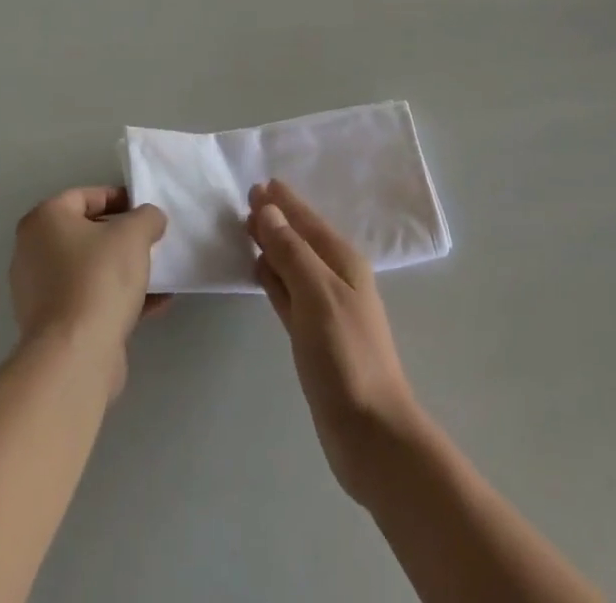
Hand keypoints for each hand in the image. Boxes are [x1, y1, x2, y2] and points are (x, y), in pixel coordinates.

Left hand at [9, 187, 167, 396]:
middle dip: (122, 238)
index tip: (146, 212)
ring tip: (158, 274)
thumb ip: (147, 216)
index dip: (120, 199)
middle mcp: (33, 252)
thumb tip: (150, 220)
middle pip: (87, 234)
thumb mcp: (134, 232)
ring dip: (124, 271)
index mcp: (44, 221)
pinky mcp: (53, 326)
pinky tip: (155, 304)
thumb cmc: (99, 278)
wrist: (75, 356)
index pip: (85, 196)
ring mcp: (39, 293)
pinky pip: (90, 300)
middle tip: (151, 242)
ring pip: (90, 270)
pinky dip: (118, 299)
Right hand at [246, 179, 424, 500]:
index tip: (258, 183)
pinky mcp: (313, 335)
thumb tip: (267, 210)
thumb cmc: (345, 355)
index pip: (307, 220)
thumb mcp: (317, 293)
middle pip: (299, 238)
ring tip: (248, 229)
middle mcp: (335, 277)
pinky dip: (273, 278)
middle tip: (246, 201)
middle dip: (276, 219)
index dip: (283, 202)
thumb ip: (291, 250)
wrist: (370, 431)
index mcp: (342, 261)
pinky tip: (260, 272)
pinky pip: (288, 292)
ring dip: (272, 245)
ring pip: (292, 264)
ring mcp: (324, 307)